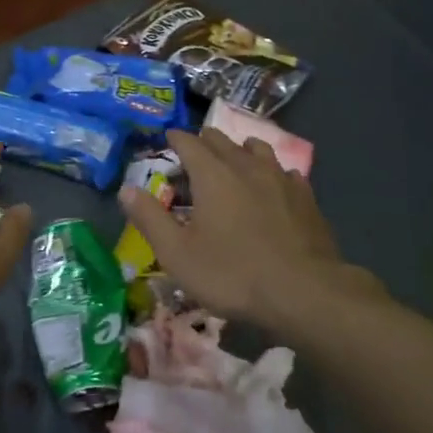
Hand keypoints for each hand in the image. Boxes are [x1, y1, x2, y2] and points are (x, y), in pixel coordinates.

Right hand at [118, 129, 384, 327]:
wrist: (304, 293)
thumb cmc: (232, 273)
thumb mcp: (177, 253)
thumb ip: (149, 218)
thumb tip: (126, 189)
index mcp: (212, 174)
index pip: (188, 142)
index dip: (175, 139)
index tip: (167, 141)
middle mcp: (246, 165)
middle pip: (222, 140)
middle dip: (204, 142)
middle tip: (193, 156)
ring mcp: (280, 178)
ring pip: (257, 149)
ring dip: (240, 151)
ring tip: (233, 164)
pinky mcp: (306, 197)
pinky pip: (284, 171)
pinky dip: (271, 173)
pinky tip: (271, 189)